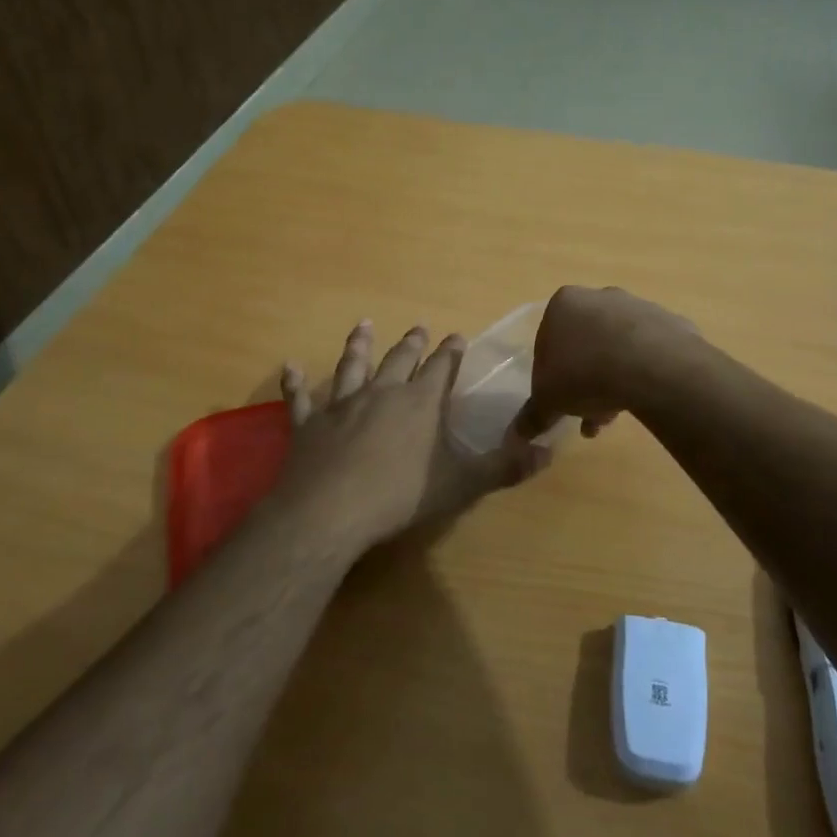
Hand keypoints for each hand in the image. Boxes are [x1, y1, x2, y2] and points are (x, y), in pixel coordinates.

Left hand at [272, 321, 537, 555]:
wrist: (330, 511)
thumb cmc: (401, 496)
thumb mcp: (462, 484)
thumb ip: (505, 467)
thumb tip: (548, 452)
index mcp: (420, 403)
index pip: (441, 368)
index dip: (450, 352)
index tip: (456, 336)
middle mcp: (382, 393)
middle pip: (399, 359)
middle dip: (412, 343)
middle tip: (418, 326)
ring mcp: (341, 406)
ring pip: (351, 366)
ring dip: (357, 345)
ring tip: (362, 325)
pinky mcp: (308, 425)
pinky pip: (300, 399)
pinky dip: (294, 383)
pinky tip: (289, 367)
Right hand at [509, 286, 695, 444]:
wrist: (651, 367)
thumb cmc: (584, 374)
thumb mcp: (548, 400)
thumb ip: (533, 414)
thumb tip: (518, 433)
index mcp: (564, 304)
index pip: (549, 341)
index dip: (551, 374)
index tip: (559, 400)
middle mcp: (600, 297)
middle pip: (586, 344)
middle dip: (584, 380)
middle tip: (586, 413)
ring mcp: (638, 306)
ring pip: (617, 349)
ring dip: (612, 380)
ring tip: (613, 415)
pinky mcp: (670, 322)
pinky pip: (649, 352)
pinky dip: (643, 373)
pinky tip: (642, 398)